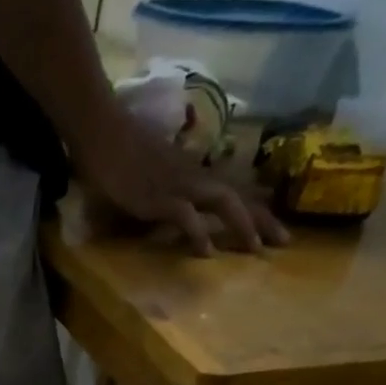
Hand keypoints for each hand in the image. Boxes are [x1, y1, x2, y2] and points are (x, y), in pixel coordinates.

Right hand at [75, 107, 287, 255]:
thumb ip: (162, 190)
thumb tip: (170, 210)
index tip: (272, 227)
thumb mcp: (148, 173)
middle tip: (284, 242)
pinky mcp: (159, 198)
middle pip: (238, 197)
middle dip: (263, 219)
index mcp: (192, 173)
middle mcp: (193, 178)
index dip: (255, 208)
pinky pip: (186, 217)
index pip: (232, 190)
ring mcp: (178, 186)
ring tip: (257, 249)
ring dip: (243, 225)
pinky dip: (198, 233)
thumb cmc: (117, 151)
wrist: (101, 131)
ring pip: (223, 203)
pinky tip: (207, 253)